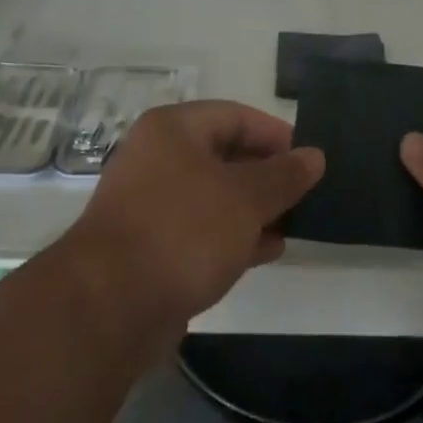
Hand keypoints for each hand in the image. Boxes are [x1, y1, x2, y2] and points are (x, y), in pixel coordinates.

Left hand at [64, 100, 322, 339]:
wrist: (109, 306)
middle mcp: (157, 159)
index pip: (236, 116)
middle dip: (268, 175)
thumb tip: (314, 156)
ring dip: (254, 209)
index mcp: (173, 130)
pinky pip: (201, 230)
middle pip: (225, 155)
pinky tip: (267, 251)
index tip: (309, 160)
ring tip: (295, 224)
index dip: (276, 135)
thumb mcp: (245, 198)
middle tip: (307, 194)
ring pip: (215, 196)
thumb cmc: (183, 231)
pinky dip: (234, 235)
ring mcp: (150, 204)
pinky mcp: (150, 246)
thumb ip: (283, 175)